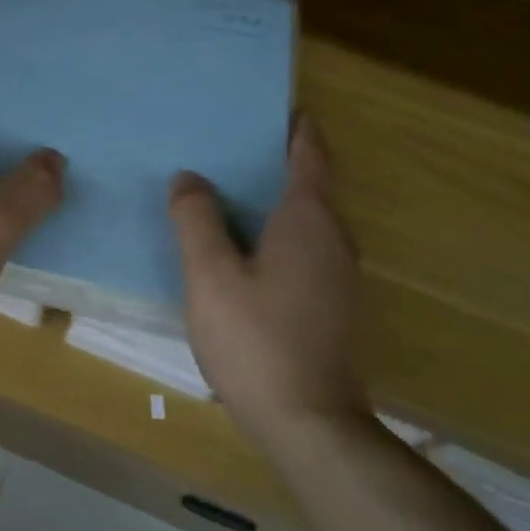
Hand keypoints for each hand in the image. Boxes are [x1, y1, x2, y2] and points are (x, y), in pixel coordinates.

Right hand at [169, 116, 365, 441]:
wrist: (308, 423)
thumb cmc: (256, 340)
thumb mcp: (210, 275)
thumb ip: (196, 219)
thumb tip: (189, 178)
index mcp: (309, 219)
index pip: (310, 153)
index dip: (294, 126)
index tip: (269, 106)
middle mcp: (335, 238)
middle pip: (310, 183)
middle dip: (274, 160)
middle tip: (226, 146)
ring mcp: (340, 274)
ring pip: (307, 219)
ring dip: (274, 199)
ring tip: (225, 192)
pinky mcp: (332, 303)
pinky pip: (305, 247)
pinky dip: (277, 232)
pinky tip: (242, 249)